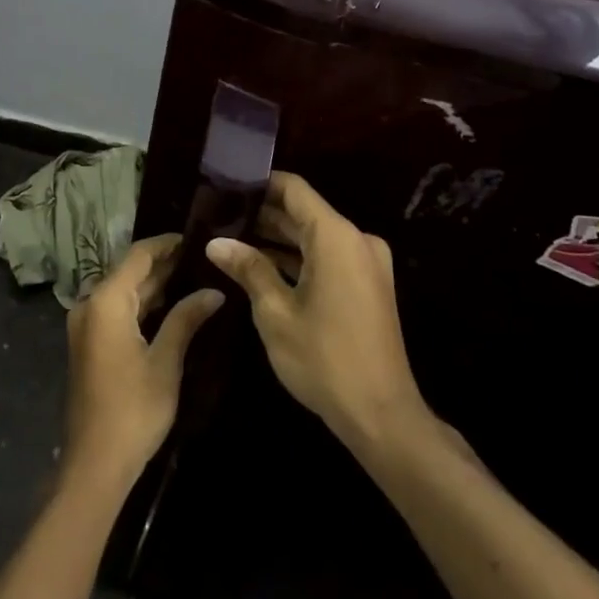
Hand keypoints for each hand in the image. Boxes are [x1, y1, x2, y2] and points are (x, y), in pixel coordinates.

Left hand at [62, 235, 224, 491]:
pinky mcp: (90, 343)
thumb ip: (186, 319)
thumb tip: (214, 291)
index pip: (138, 255)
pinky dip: (143, 305)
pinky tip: (173, 306)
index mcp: (105, 301)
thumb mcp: (165, 361)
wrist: (95, 463)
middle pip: (129, 272)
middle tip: (204, 257)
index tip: (197, 237)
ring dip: (156, 285)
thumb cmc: (134, 409)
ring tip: (196, 276)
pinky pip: (118, 311)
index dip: (167, 244)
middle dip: (165, 264)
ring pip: (124, 292)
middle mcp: (90, 304)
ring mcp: (86, 325)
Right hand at [207, 173, 428, 451]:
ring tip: (232, 238)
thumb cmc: (324, 359)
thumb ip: (248, 269)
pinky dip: (298, 258)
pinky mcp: (368, 285)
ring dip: (278, 238)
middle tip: (219, 215)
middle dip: (263, 213)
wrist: (382, 415)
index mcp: (336, 237)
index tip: (225, 185)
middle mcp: (356, 240)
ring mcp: (366, 263)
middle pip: (304, 212)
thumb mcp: (275, 312)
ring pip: (314, 236)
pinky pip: (328, 257)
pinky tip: (262, 265)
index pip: (294, 189)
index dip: (259, 183)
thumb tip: (215, 242)